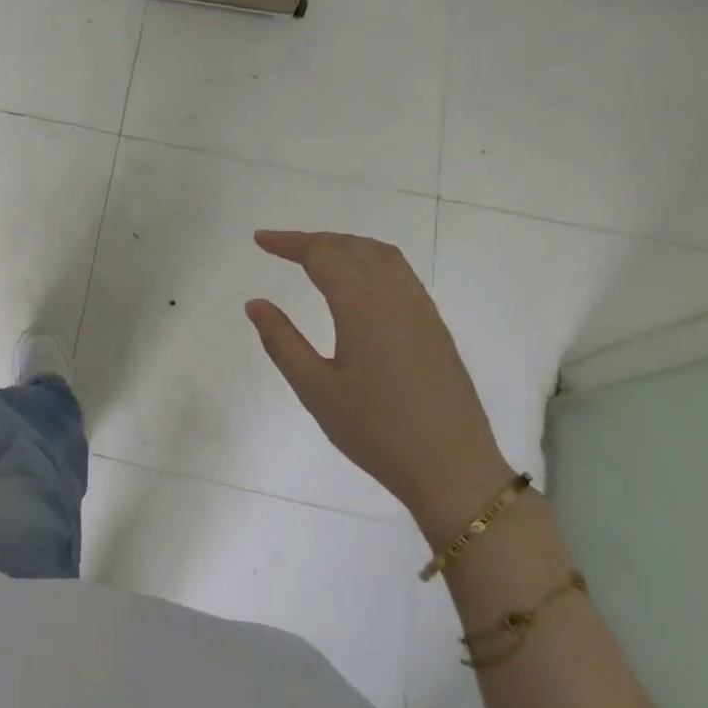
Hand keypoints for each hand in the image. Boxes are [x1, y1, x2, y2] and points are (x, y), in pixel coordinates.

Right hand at [246, 230, 510, 540]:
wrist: (451, 467)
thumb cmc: (375, 431)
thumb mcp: (315, 389)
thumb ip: (282, 341)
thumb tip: (256, 303)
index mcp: (364, 307)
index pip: (323, 255)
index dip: (289, 242)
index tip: (259, 240)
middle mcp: (397, 297)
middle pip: (354, 247)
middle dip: (315, 240)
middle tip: (280, 247)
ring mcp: (422, 311)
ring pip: (383, 256)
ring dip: (346, 246)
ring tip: (316, 257)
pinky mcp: (434, 328)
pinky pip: (400, 275)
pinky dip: (370, 262)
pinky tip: (357, 285)